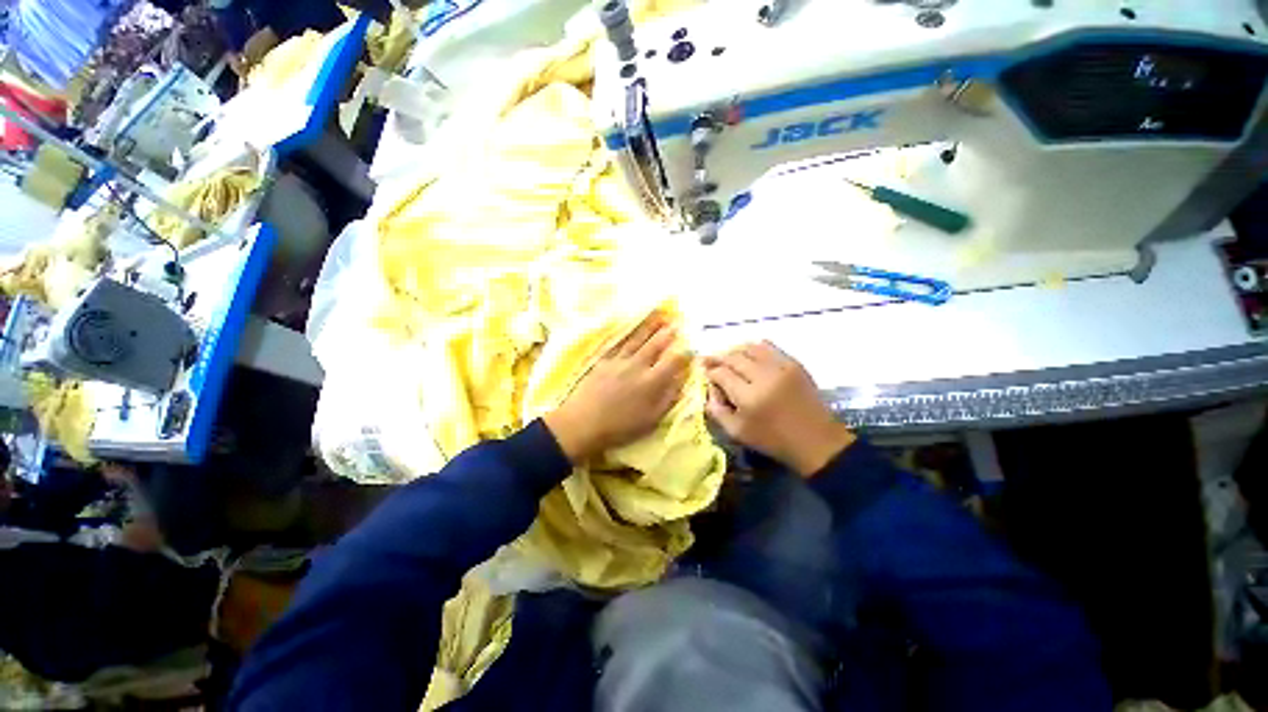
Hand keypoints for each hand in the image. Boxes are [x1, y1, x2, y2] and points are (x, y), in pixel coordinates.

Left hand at [545, 315, 691, 463]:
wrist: (583, 422)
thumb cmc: (620, 427)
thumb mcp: (651, 419)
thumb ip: (668, 397)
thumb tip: (681, 379)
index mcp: (652, 381)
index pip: (673, 361)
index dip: (684, 352)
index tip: (691, 346)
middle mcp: (638, 365)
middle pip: (655, 345)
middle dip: (667, 333)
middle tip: (676, 323)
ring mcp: (619, 361)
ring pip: (638, 340)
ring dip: (650, 327)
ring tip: (659, 317)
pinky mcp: (604, 360)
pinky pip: (620, 344)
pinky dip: (628, 334)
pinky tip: (632, 329)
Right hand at [704, 342, 855, 476]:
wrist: (816, 441)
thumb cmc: (773, 440)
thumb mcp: (737, 433)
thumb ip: (717, 410)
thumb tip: (710, 389)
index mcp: (749, 397)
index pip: (721, 374)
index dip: (710, 372)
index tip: (705, 374)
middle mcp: (764, 376)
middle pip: (733, 357)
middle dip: (718, 358)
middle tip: (709, 362)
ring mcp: (781, 367)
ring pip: (750, 348)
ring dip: (735, 351)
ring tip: (728, 359)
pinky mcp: (794, 364)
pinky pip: (769, 347)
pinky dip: (755, 348)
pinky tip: (749, 356)